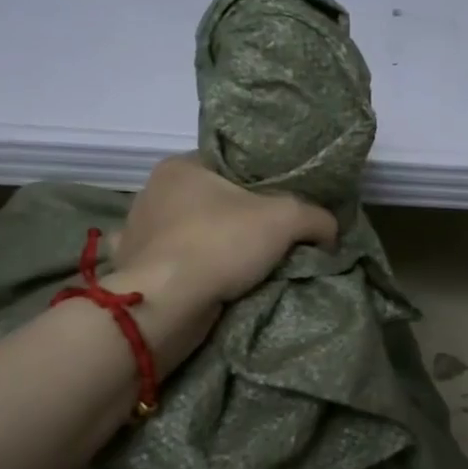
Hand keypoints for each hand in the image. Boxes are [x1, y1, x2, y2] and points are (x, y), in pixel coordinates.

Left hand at [109, 154, 338, 313]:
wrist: (167, 304)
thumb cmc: (219, 243)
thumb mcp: (285, 218)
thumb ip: (315, 216)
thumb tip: (330, 230)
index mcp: (179, 167)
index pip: (228, 164)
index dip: (259, 180)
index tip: (283, 202)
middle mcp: (153, 193)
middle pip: (209, 199)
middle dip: (238, 217)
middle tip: (272, 236)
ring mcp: (139, 234)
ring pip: (188, 233)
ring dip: (211, 246)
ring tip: (245, 264)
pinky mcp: (136, 271)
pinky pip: (171, 265)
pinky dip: (189, 271)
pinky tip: (209, 281)